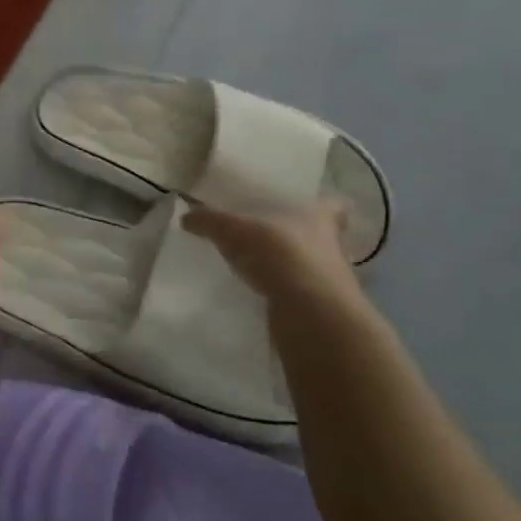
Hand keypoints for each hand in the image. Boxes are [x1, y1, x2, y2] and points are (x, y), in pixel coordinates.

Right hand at [183, 197, 364, 318]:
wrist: (311, 316)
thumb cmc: (280, 255)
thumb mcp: (234, 231)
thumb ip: (210, 221)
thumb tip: (186, 216)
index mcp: (319, 217)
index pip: (333, 204)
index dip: (324, 203)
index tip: (307, 205)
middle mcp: (331, 247)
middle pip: (322, 236)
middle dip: (300, 236)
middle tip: (271, 233)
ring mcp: (329, 281)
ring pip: (311, 267)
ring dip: (291, 267)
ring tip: (260, 265)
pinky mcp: (320, 310)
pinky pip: (300, 295)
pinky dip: (284, 294)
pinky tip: (261, 293)